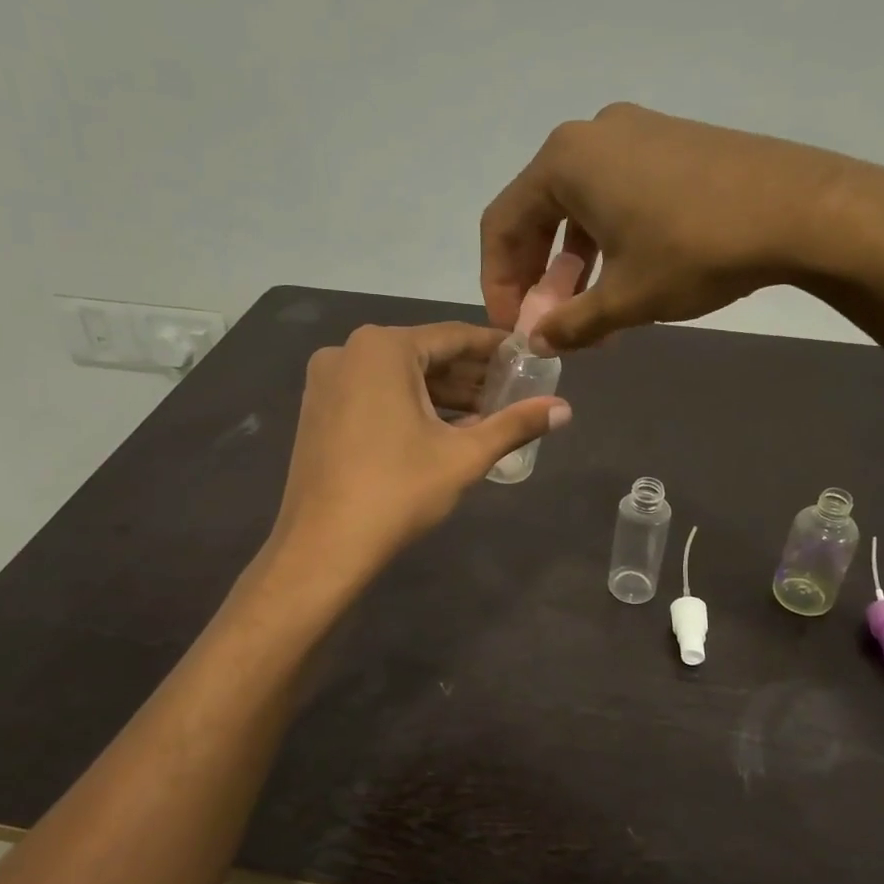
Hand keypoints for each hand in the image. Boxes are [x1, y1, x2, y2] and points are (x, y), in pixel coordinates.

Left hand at [268, 322, 569, 583]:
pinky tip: (443, 430)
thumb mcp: (464, 456)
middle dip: (469, 376)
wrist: (322, 546)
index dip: (495, 348)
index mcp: (383, 348)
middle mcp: (348, 351)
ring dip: (442, 395)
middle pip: (425, 355)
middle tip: (511, 393)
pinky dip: (410, 406)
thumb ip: (515, 425)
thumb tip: (565, 408)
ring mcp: (327, 381)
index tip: (526, 357)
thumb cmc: (398, 491)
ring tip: (485, 416)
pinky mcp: (318, 409)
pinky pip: (375, 394)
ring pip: (399, 377)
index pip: (454, 336)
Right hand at [481, 103, 883, 349]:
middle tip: (548, 321)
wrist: (801, 209)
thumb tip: (538, 342)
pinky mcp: (670, 141)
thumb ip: (570, 324)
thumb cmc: (696, 251)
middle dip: (536, 274)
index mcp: (564, 161)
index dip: (499, 283)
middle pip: (537, 211)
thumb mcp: (625, 298)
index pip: (502, 225)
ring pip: (578, 204)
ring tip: (587, 308)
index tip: (514, 328)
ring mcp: (635, 132)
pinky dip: (605, 237)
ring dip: (572, 261)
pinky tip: (624, 274)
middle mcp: (590, 135)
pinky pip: (614, 192)